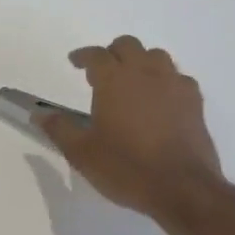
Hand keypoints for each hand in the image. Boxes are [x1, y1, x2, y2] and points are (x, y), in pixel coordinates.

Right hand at [37, 36, 225, 232]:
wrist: (183, 189)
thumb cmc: (127, 167)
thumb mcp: (82, 153)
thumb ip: (59, 128)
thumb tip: (39, 114)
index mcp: (114, 79)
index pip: (96, 54)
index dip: (83, 56)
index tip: (75, 62)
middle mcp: (144, 73)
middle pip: (128, 45)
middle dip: (113, 52)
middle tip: (103, 71)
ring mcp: (173, 85)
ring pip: (157, 56)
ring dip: (142, 62)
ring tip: (133, 81)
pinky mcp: (195, 103)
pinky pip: (179, 78)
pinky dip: (167, 81)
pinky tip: (162, 99)